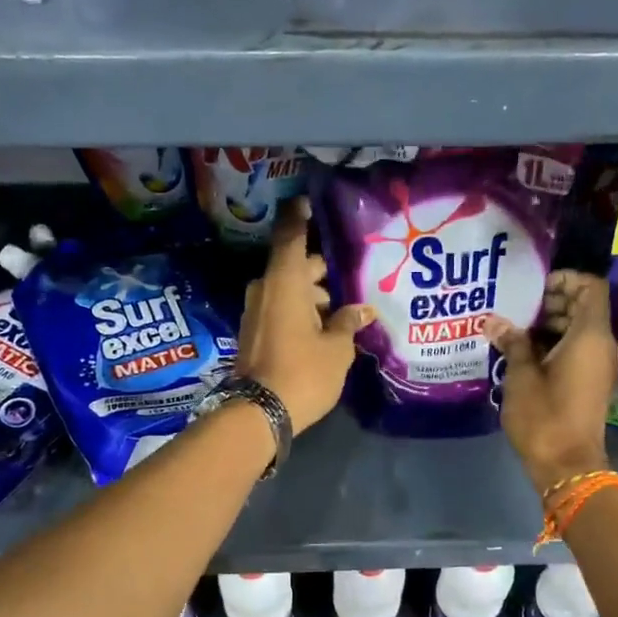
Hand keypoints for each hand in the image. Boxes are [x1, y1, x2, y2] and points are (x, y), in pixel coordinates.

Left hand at [237, 198, 372, 434]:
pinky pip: (281, 309)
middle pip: (296, 267)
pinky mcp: (254, 332)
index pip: (292, 236)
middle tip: (354, 277)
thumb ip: (349, 323)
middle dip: (322, 271)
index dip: (301, 217)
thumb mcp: (337, 348)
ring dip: (313, 296)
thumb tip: (363, 310)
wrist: (259, 414)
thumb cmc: (303, 372)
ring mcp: (256, 311)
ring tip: (346, 310)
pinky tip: (326, 326)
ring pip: (289, 290)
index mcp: (285, 282)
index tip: (311, 203)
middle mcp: (266, 289)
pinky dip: (301, 310)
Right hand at [483, 271, 617, 494]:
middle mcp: (602, 345)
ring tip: (514, 328)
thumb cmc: (544, 416)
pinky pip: (577, 349)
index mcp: (590, 336)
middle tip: (517, 306)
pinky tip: (523, 351)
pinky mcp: (591, 381)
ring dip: (550, 323)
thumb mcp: (521, 376)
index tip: (535, 287)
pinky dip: (554, 342)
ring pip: (580, 329)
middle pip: (585, 306)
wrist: (567, 465)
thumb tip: (494, 322)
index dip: (565, 279)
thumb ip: (512, 342)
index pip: (590, 287)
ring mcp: (599, 365)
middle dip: (552, 300)